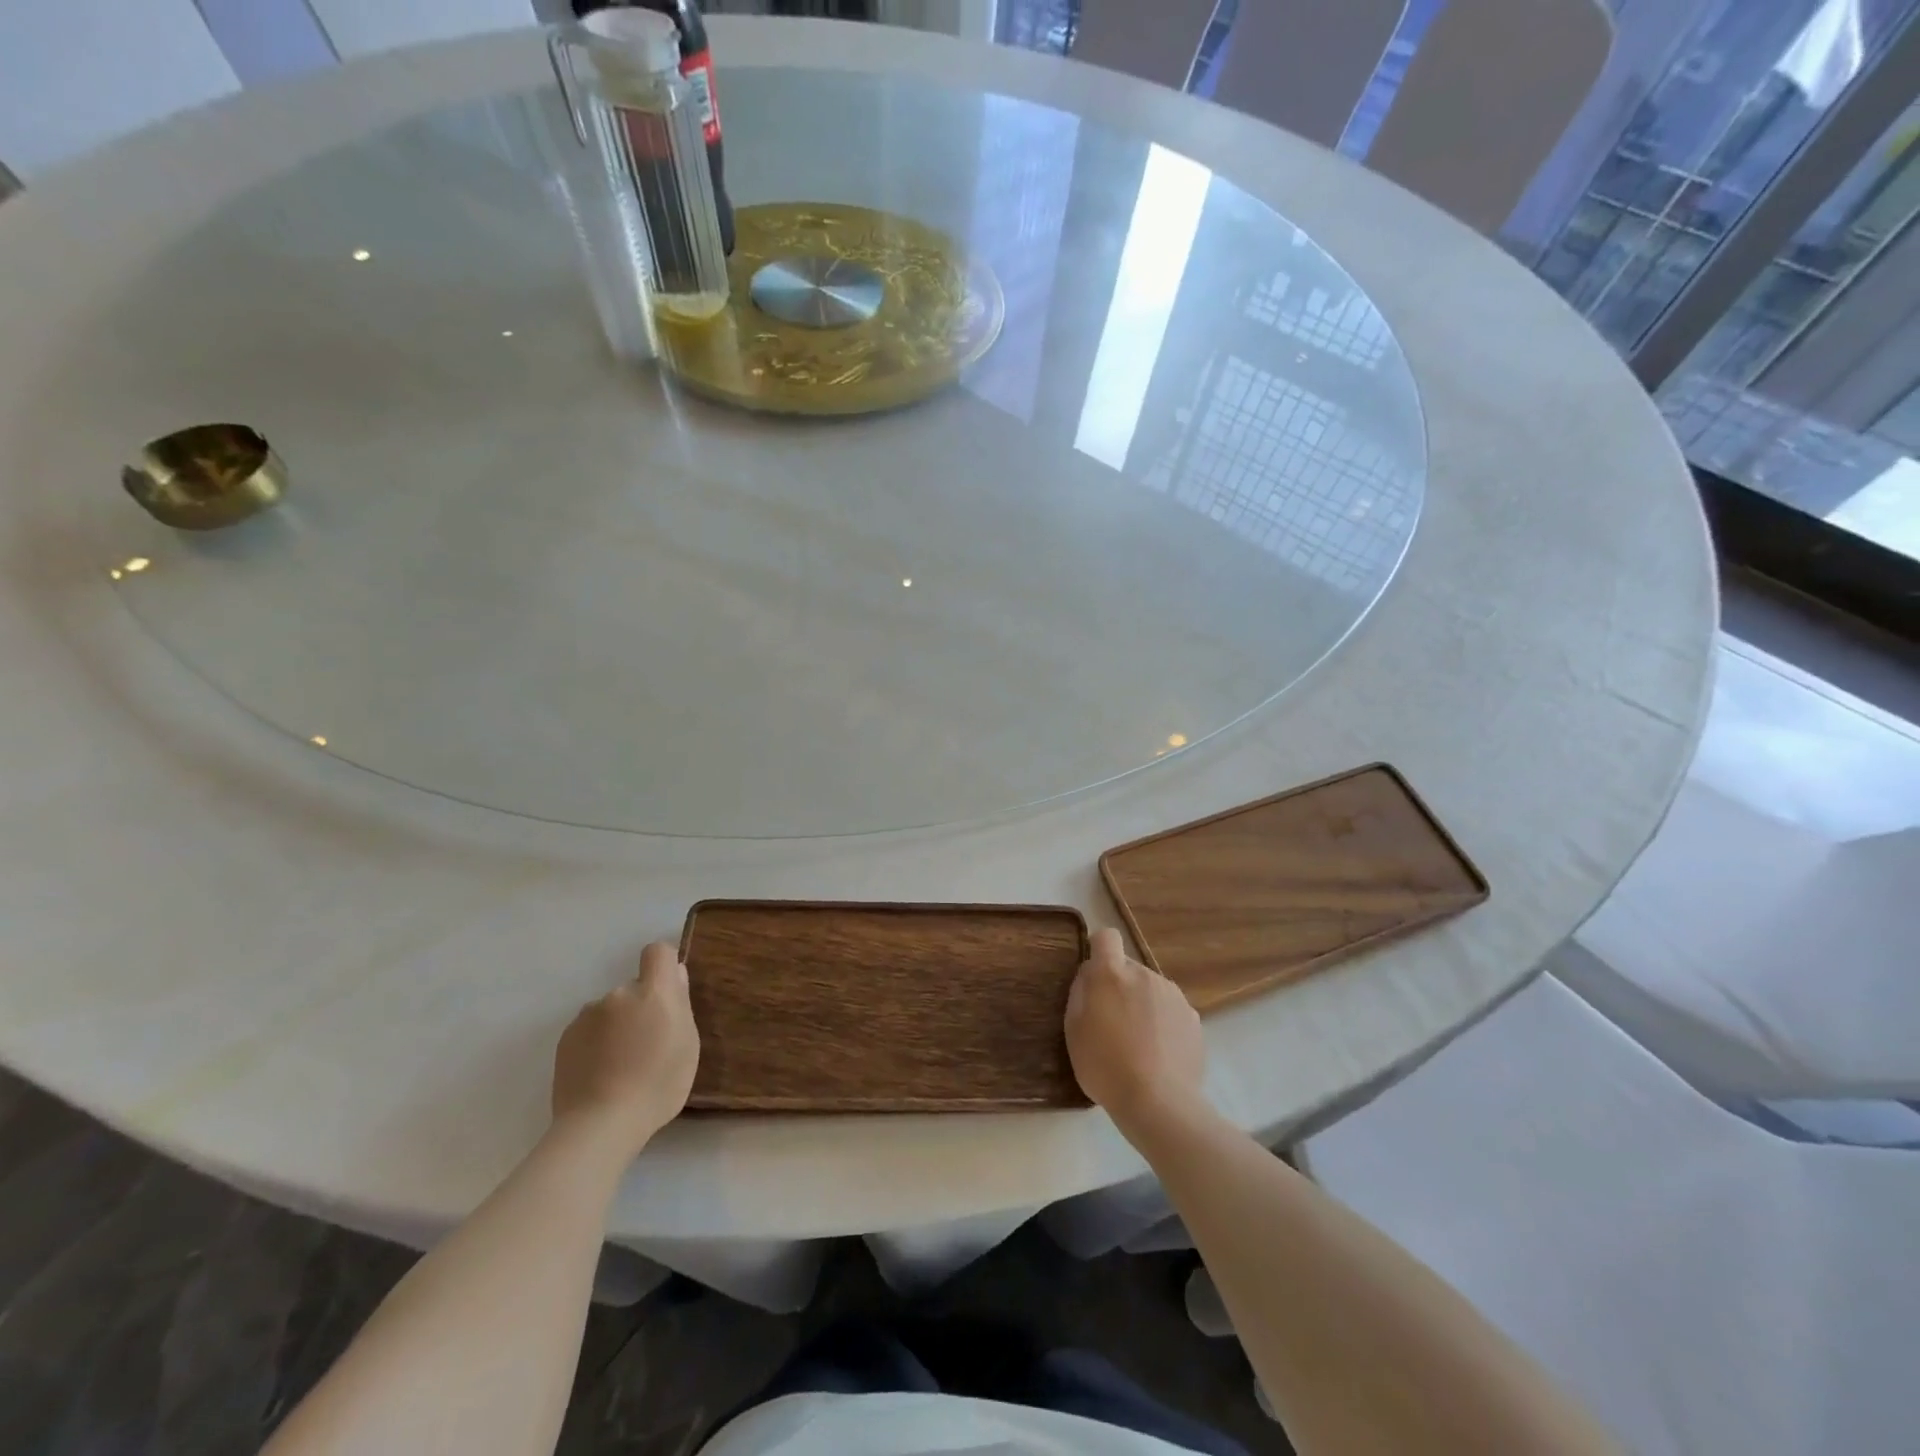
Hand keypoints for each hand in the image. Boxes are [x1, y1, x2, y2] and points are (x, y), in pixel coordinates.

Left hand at [551, 941, 699, 1157]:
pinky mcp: (566, 1038)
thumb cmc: (657, 1085)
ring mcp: (587, 1015)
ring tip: (620, 1065)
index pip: (657, 952)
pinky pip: (589, 1029)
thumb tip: (674, 975)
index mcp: (653, 992)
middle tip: (647, 1045)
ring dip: (617, 1025)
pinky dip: (597, 1043)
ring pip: (611, 1010)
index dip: (664, 966)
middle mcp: (618, 994)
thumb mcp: (688, 1045)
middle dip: (642, 1006)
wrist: (599, 1124)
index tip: (669, 993)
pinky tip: (600, 1073)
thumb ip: (682, 1003)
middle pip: (635, 987)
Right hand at [1065, 927, 1206, 1136]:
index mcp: (1112, 974)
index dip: (1099, 950)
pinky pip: (1171, 1010)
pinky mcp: (1193, 1018)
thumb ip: (1080, 993)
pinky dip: (1163, 1024)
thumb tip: (1090, 976)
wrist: (1159, 1104)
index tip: (1094, 976)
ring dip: (1142, 1004)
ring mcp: (1173, 995)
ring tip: (1138, 1043)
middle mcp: (1145, 974)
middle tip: (1112, 1023)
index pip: (1106, 937)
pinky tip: (1159, 1054)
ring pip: (1151, 989)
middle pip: (1128, 968)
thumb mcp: (1074, 1030)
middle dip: (1119, 986)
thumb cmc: (1105, 1066)